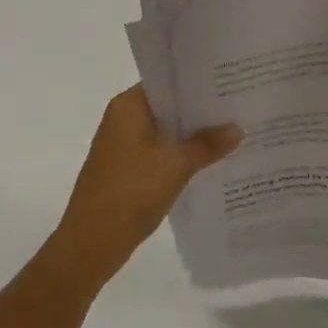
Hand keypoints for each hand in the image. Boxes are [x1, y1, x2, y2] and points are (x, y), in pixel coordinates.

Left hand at [47, 86, 240, 293]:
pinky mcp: (125, 168)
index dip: (197, 82)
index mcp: (128, 106)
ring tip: (230, 132)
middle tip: (237, 107)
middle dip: (199, 110)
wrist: (89, 245)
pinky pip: (158, 150)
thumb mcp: (176, 167)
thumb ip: (207, 145)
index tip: (228, 82)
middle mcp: (122, 118)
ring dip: (191, 134)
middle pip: (167, 106)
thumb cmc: (130, 194)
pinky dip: (179, 153)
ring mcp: (121, 144)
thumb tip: (237, 128)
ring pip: (164, 130)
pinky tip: (207, 161)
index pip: (167, 82)